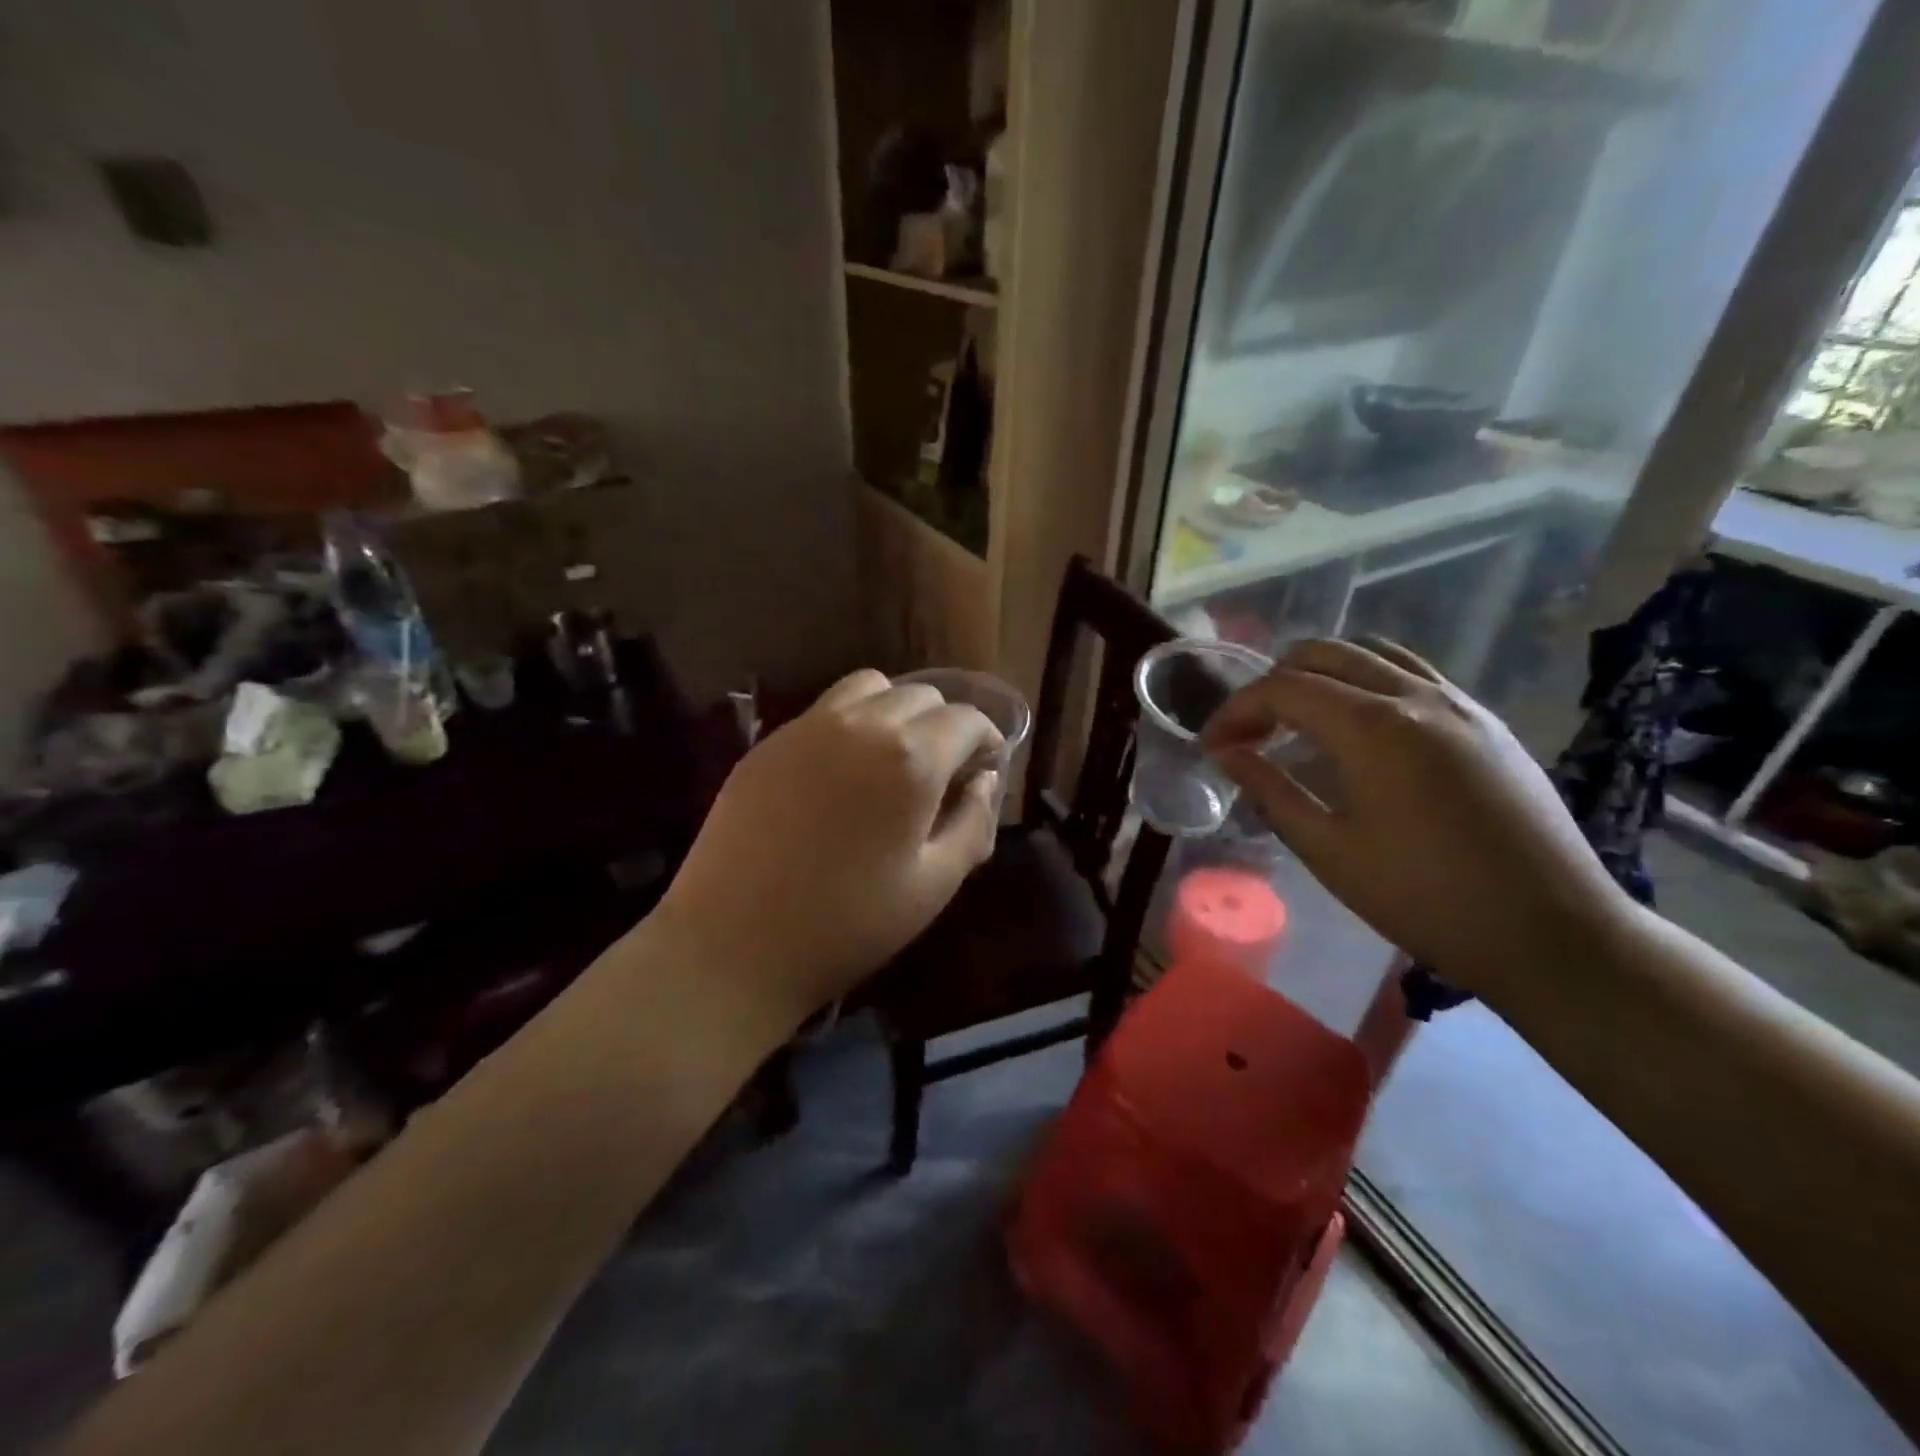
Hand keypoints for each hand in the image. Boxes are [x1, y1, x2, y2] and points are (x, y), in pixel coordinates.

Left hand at [651, 669, 1002, 1021]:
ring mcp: (807, 728)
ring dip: (896, 710)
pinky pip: (825, 710)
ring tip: (892, 757)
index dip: (987, 740)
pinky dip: (851, 722)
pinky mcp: (768, 743)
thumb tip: (984, 781)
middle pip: (921, 694)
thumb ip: (974, 823)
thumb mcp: (934, 885)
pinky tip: (841, 771)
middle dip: (945, 725)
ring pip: (869, 687)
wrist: (734, 944)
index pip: (967, 719)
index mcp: (911, 758)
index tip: (985, 769)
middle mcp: (862, 724)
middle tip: (942, 771)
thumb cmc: (848, 924)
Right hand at [1201, 639, 1632, 994]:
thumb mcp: (1329, 851)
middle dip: (1272, 684)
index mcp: (1373, 727)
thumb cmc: (1426, 899)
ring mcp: (1459, 702)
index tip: (1211, 746)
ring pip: (1372, 653)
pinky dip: (1366, 682)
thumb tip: (1227, 754)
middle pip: (1323, 653)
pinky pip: (1412, 674)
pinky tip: (1359, 730)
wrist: (1553, 932)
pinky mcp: (1486, 721)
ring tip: (1298, 720)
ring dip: (1321, 674)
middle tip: (1250, 732)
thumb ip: (1271, 791)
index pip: (1283, 689)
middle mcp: (1416, 696)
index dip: (1236, 711)